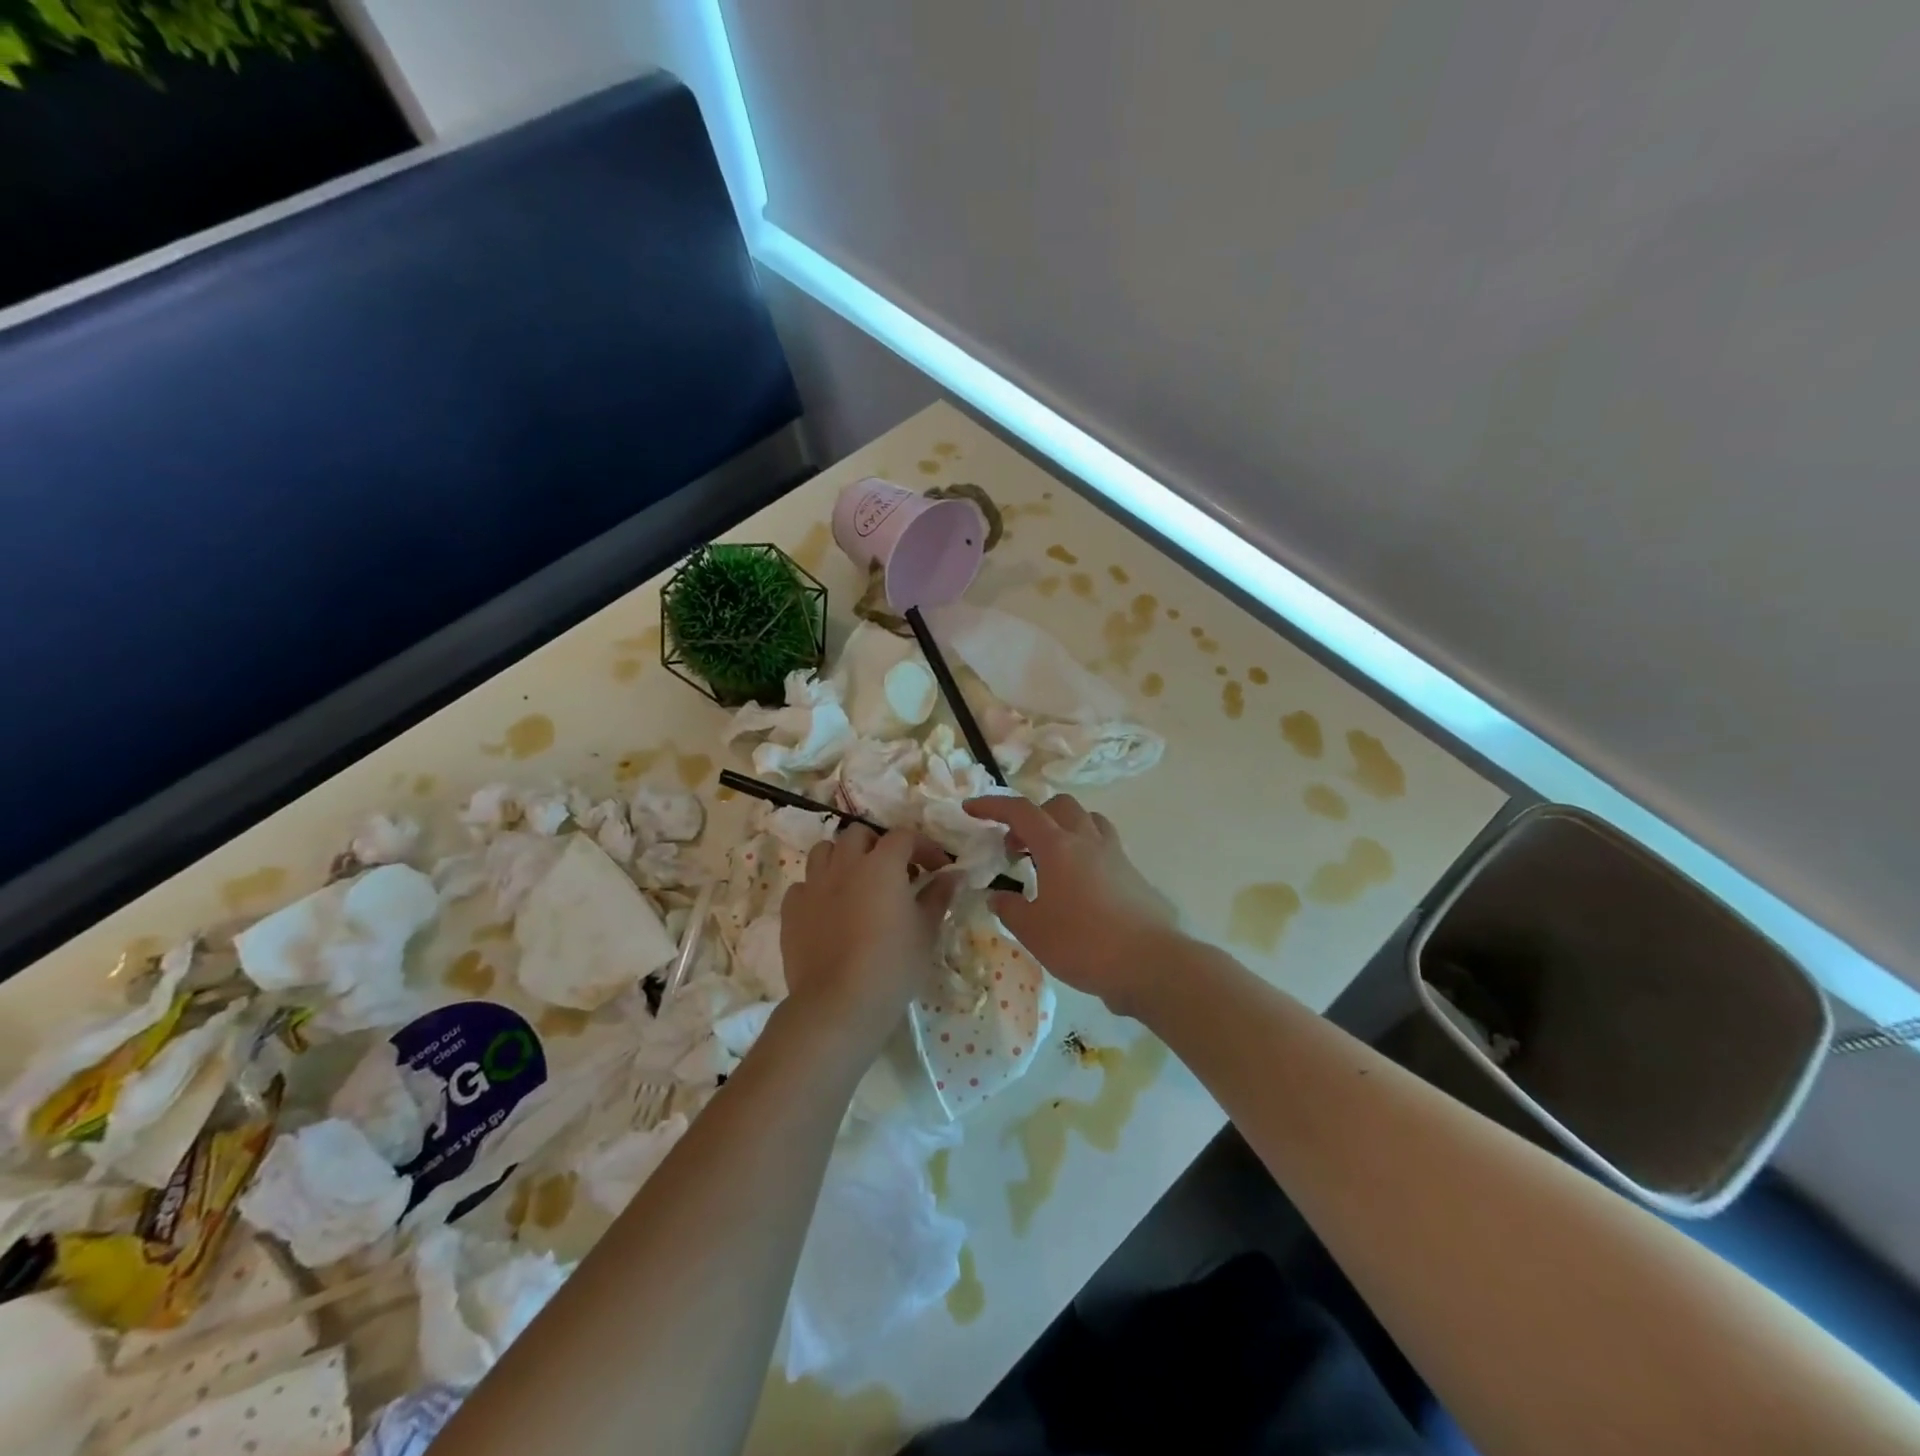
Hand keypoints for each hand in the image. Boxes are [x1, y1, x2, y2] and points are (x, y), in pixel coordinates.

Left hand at [780, 826, 957, 1052]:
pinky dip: (818, 889)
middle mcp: (845, 864)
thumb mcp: (926, 931)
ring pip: (824, 851)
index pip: (904, 837)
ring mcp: (813, 885)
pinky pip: (803, 885)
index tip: (938, 868)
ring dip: (843, 858)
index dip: (924, 847)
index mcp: (881, 864)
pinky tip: (829, 910)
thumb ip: (939, 896)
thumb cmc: (893, 964)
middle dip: (878, 845)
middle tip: (894, 872)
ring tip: (857, 882)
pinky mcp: (791, 909)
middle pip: (859, 834)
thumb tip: (953, 876)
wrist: (839, 1003)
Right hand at [963, 794, 1178, 1015]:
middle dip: (1032, 817)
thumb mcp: (1033, 931)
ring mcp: (1115, 855)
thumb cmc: (1083, 944)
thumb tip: (997, 897)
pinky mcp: (1132, 874)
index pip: (1020, 811)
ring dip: (1062, 828)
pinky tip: (1076, 884)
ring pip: (1086, 820)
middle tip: (1016, 848)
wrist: (1150, 964)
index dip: (992, 805)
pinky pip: (1103, 845)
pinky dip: (1083, 850)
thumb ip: (1010, 909)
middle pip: (1058, 806)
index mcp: (1058, 847)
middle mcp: (1087, 841)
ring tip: (1048, 860)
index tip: (971, 809)